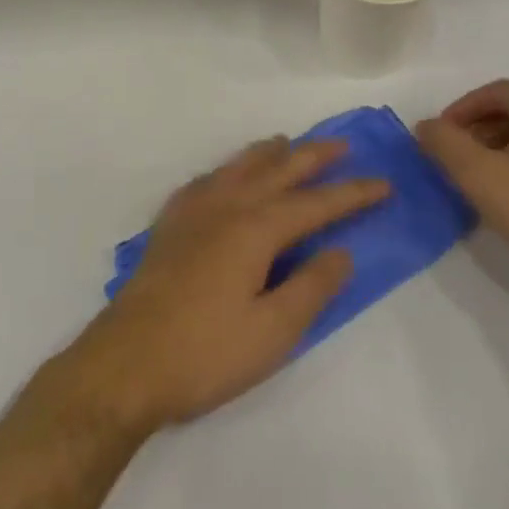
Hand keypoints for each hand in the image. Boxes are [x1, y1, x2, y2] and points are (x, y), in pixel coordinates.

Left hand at [57, 137, 386, 436]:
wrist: (125, 364)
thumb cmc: (205, 353)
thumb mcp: (273, 331)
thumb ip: (312, 287)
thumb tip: (342, 251)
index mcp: (255, 229)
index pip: (315, 203)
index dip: (352, 194)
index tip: (384, 184)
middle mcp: (224, 207)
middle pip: (276, 171)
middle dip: (312, 157)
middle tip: (342, 145)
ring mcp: (191, 213)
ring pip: (237, 168)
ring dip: (267, 154)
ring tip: (286, 144)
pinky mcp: (168, 227)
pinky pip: (204, 182)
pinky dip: (225, 170)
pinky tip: (224, 177)